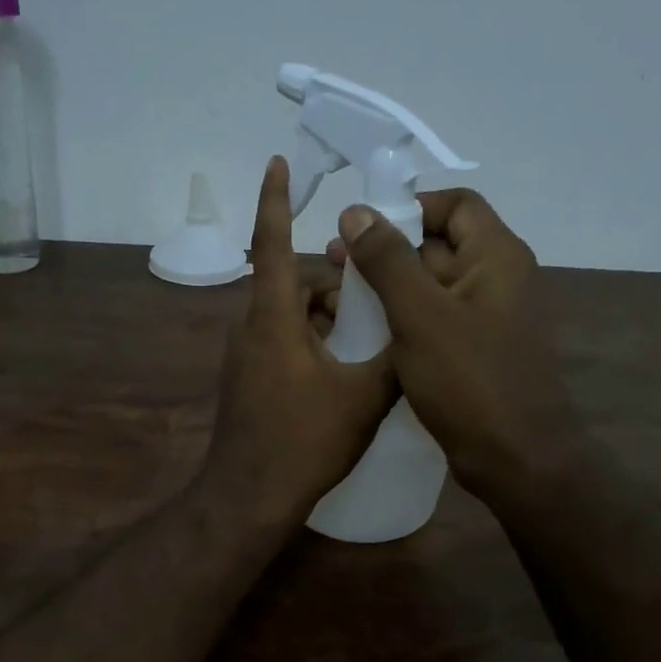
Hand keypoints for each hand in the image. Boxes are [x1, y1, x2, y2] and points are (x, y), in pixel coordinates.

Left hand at [199, 158, 395, 530]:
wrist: (249, 498)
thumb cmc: (304, 442)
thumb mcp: (364, 398)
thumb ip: (394, 356)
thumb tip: (417, 333)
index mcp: (273, 319)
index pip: (273, 244)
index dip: (276, 200)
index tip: (278, 163)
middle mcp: (250, 329)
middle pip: (293, 286)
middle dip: (334, 289)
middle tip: (375, 309)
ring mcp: (243, 358)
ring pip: (289, 318)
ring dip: (325, 321)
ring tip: (364, 350)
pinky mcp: (245, 382)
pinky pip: (280, 344)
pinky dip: (310, 345)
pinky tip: (340, 377)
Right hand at [328, 188, 575, 497]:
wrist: (515, 458)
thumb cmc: (469, 380)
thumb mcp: (420, 315)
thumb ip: (388, 260)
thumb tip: (356, 212)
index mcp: (495, 257)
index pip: (455, 205)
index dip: (409, 207)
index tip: (363, 227)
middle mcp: (495, 280)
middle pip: (438, 244)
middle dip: (387, 249)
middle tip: (335, 262)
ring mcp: (484, 320)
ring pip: (431, 286)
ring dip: (388, 286)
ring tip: (340, 296)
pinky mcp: (471, 353)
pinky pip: (432, 321)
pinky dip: (400, 318)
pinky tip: (363, 331)